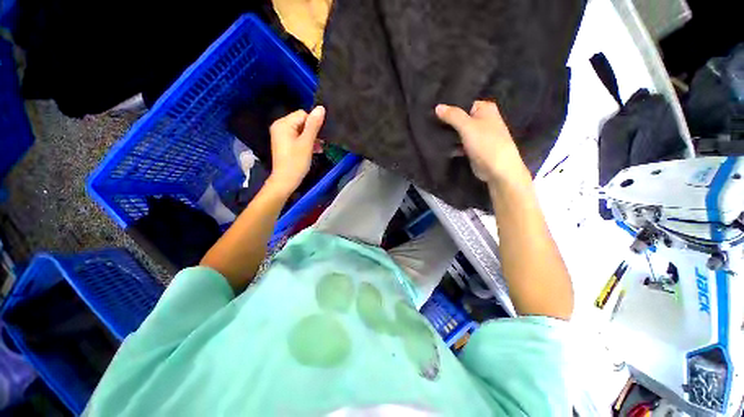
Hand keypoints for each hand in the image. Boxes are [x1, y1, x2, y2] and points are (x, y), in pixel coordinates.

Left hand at [267, 106, 324, 196]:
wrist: (285, 181)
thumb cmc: (296, 162)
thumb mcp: (307, 143)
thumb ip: (314, 125)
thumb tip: (321, 108)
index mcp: (283, 124)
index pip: (303, 114)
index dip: (314, 124)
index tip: (320, 137)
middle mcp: (280, 126)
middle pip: (302, 122)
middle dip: (313, 132)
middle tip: (321, 144)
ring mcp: (281, 135)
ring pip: (301, 131)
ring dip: (311, 138)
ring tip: (319, 149)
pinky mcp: (285, 143)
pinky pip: (298, 137)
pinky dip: (306, 142)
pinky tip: (314, 150)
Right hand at [436, 101, 527, 185]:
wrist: (497, 170)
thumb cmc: (486, 143)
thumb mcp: (468, 126)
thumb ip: (453, 116)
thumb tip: (437, 106)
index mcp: (485, 109)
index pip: (463, 103)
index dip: (449, 107)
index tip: (432, 110)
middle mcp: (482, 120)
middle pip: (460, 118)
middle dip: (447, 122)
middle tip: (429, 123)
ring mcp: (477, 135)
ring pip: (458, 131)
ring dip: (448, 134)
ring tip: (430, 133)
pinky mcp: (472, 148)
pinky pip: (459, 143)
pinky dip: (451, 144)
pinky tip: (439, 145)